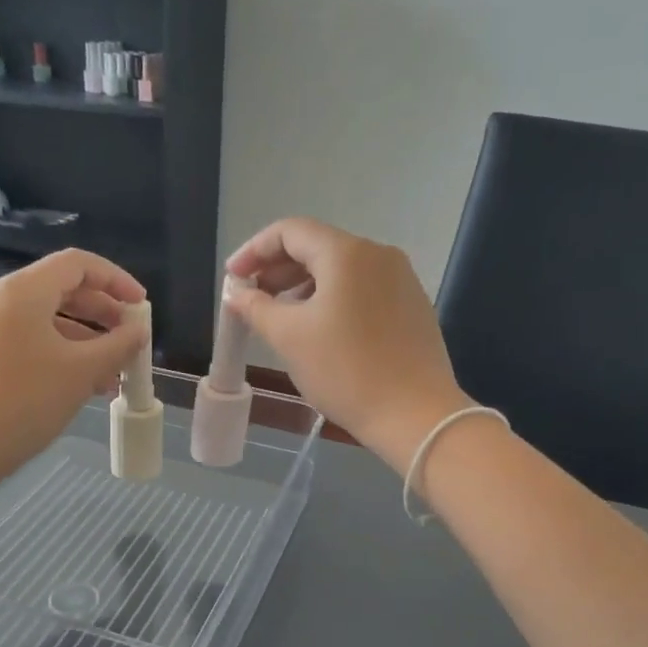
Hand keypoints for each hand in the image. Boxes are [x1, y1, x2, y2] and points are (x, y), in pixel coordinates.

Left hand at [0, 250, 147, 486]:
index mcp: (22, 291)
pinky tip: (85, 381)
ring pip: (47, 316)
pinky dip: (61, 350)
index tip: (141, 305)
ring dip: (85, 336)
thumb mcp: (82, 372)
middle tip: (130, 335)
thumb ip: (118, 345)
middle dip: (102, 311)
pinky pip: (30, 337)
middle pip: (61, 288)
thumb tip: (139, 331)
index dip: (116, 279)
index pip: (77, 264)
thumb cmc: (25, 402)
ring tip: (114, 368)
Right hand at [226, 219, 471, 469]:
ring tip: (281, 317)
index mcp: (347, 253)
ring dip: (304, 286)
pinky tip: (320, 329)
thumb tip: (238, 294)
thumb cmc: (346, 371)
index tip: (233, 279)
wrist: (415, 415)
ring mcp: (401, 280)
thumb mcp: (289, 338)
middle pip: (317, 246)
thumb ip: (256, 307)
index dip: (254, 251)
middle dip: (278, 269)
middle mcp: (378, 255)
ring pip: (341, 270)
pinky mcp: (412, 306)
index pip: (290, 231)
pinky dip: (333, 299)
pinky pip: (362, 289)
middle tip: (252, 299)